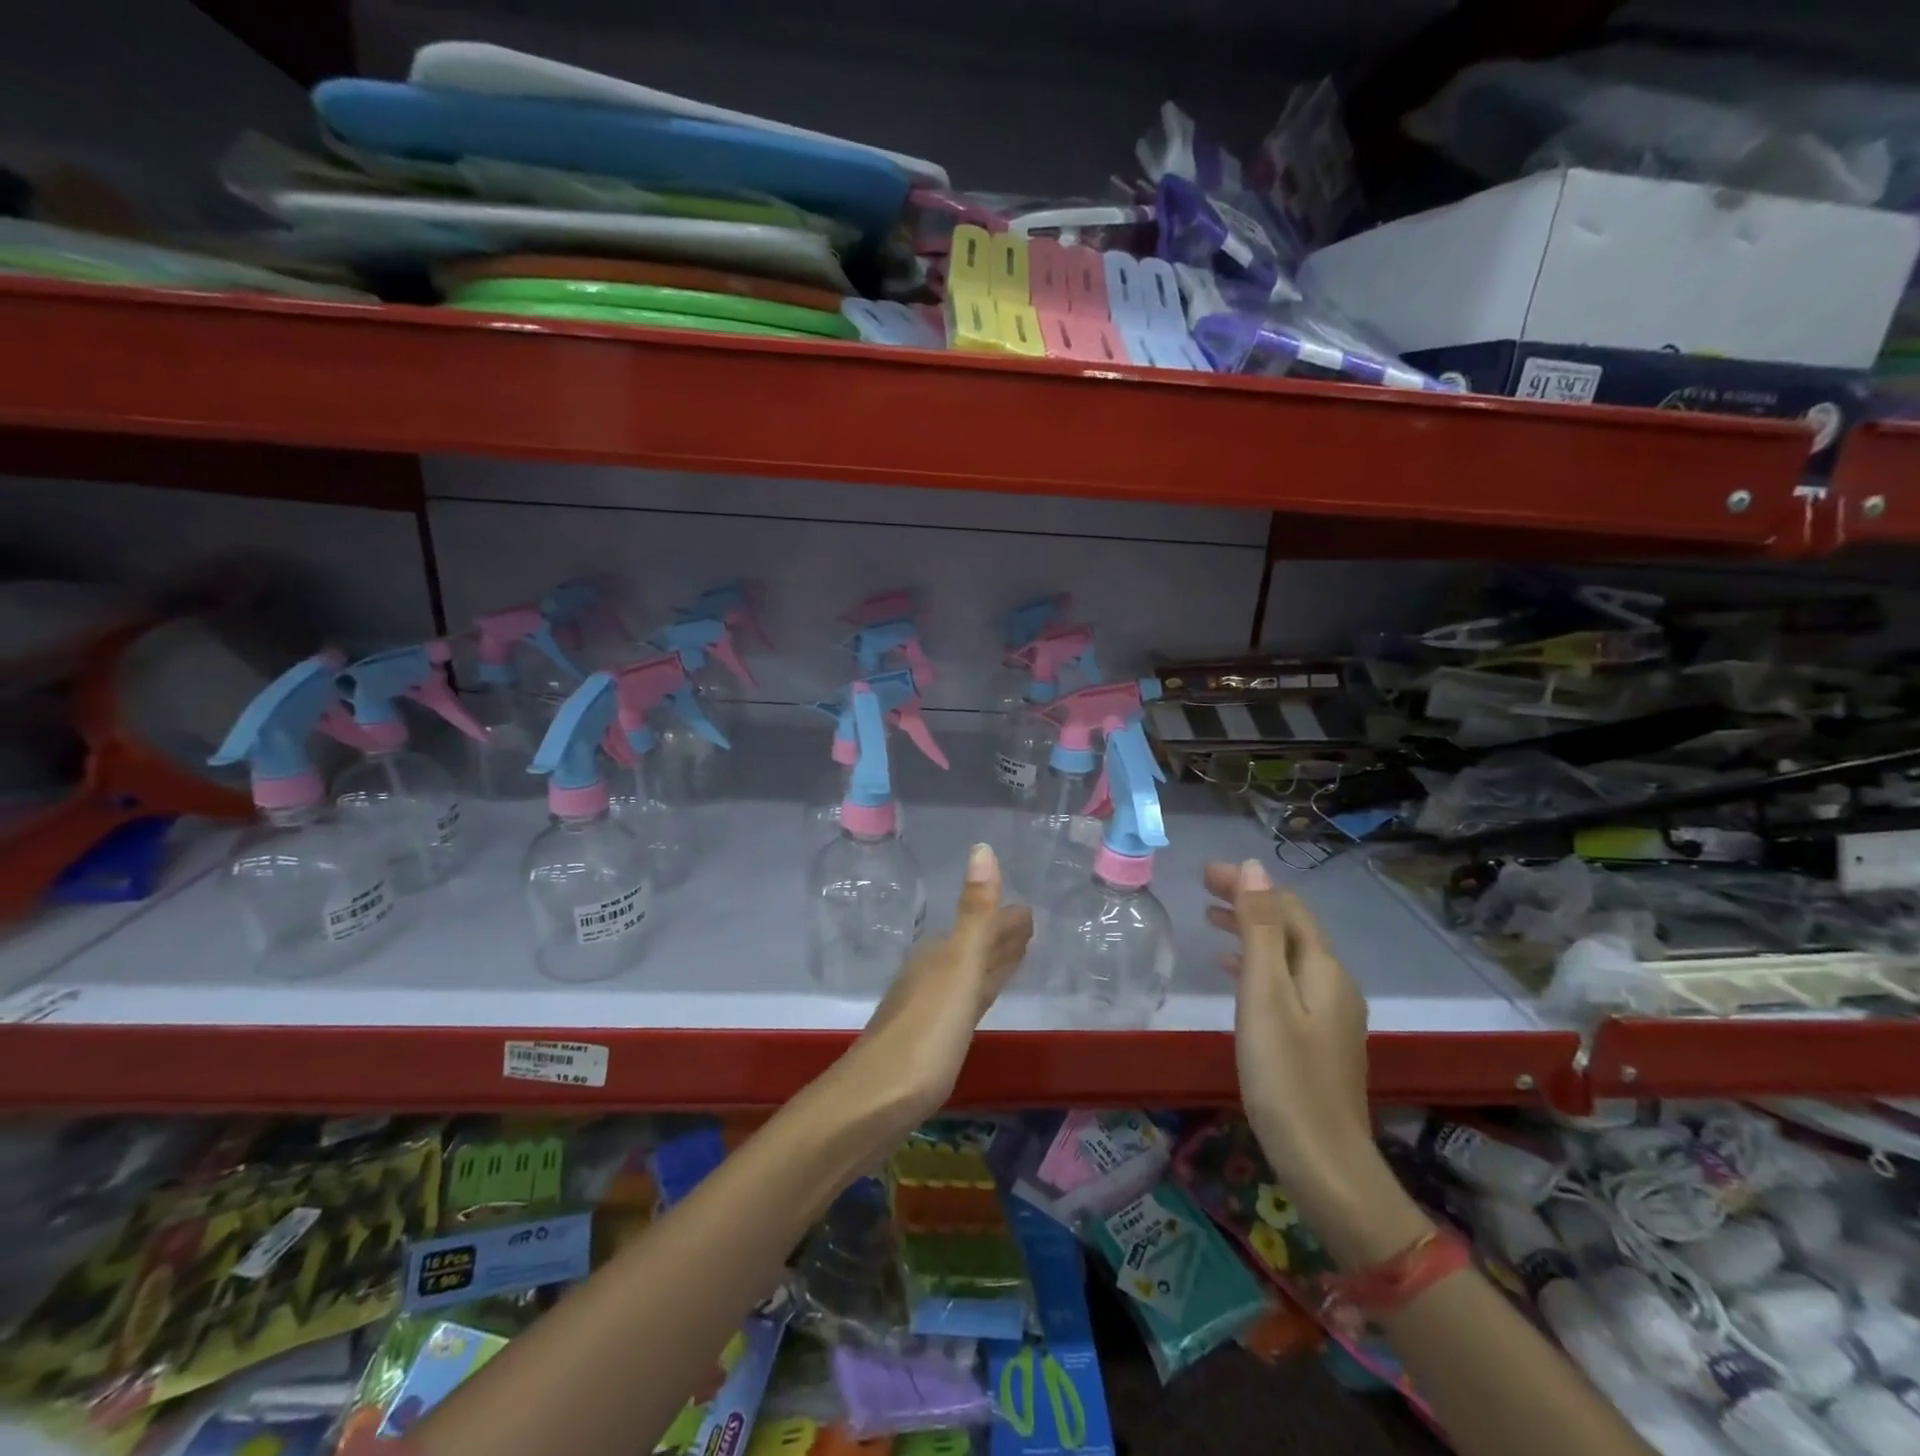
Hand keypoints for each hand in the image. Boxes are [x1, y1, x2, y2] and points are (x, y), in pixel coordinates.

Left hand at [841, 844, 1033, 1128]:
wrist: (872, 1104)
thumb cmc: (923, 1036)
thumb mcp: (957, 970)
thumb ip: (974, 915)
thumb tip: (982, 848)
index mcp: (941, 955)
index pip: (982, 928)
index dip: (1006, 920)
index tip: (1030, 909)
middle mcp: (933, 975)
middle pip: (974, 949)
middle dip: (1000, 938)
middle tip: (1029, 926)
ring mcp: (928, 1010)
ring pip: (968, 976)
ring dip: (990, 964)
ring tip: (1013, 957)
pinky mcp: (929, 1044)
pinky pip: (963, 1004)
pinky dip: (977, 995)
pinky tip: (976, 1004)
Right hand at [1205, 858, 1375, 1206]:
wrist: (1325, 1165)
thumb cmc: (1285, 1077)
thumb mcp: (1265, 996)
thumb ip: (1260, 930)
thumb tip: (1254, 867)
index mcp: (1323, 969)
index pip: (1286, 906)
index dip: (1248, 883)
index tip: (1203, 873)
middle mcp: (1334, 984)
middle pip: (1289, 927)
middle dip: (1248, 901)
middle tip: (1202, 890)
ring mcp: (1330, 1014)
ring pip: (1286, 955)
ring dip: (1251, 931)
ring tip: (1211, 919)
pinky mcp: (1319, 1040)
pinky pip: (1286, 982)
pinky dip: (1257, 965)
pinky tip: (1234, 975)